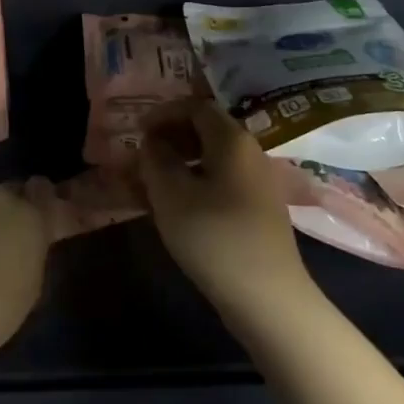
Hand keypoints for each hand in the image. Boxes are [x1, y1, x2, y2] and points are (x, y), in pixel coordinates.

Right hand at [139, 101, 312, 319]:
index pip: (196, 107)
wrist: (267, 297)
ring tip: (149, 185)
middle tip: (140, 158)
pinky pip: (220, 182)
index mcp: (232, 140)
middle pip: (205, 131)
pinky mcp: (257, 210)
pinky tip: (175, 208)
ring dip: (178, 164)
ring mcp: (257, 183)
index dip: (163, 113)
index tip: (137, 131)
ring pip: (211, 159)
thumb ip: (156, 159)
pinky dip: (194, 184)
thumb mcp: (171, 194)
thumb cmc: (214, 237)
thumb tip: (152, 141)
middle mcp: (249, 153)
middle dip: (169, 139)